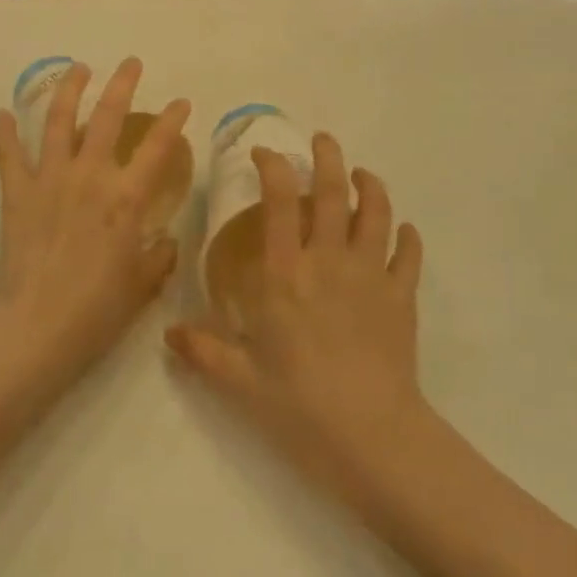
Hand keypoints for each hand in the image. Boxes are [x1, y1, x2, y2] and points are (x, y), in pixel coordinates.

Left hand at [0, 59, 189, 397]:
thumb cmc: (96, 309)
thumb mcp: (141, 285)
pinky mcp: (17, 193)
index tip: (181, 102)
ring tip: (78, 67)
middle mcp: (90, 176)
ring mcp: (50, 180)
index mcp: (126, 198)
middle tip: (130, 63)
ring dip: (69, 90)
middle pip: (108, 117)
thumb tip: (168, 242)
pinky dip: (6, 133)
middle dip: (122, 84)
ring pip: (59, 121)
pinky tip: (4, 114)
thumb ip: (159, 257)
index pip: (158, 147)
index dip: (172, 120)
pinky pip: (9, 156)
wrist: (35, 326)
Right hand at [167, 133, 426, 493]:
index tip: (265, 152)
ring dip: (370, 186)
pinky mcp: (402, 296)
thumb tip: (168, 334)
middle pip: (334, 192)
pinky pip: (408, 254)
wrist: (372, 437)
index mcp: (286, 274)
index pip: (280, 202)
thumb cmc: (300, 406)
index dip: (273, 167)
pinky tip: (403, 231)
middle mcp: (329, 261)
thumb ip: (204, 351)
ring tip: (362, 174)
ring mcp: (372, 275)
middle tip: (323, 140)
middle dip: (328, 157)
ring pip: (376, 212)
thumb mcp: (241, 381)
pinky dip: (406, 236)